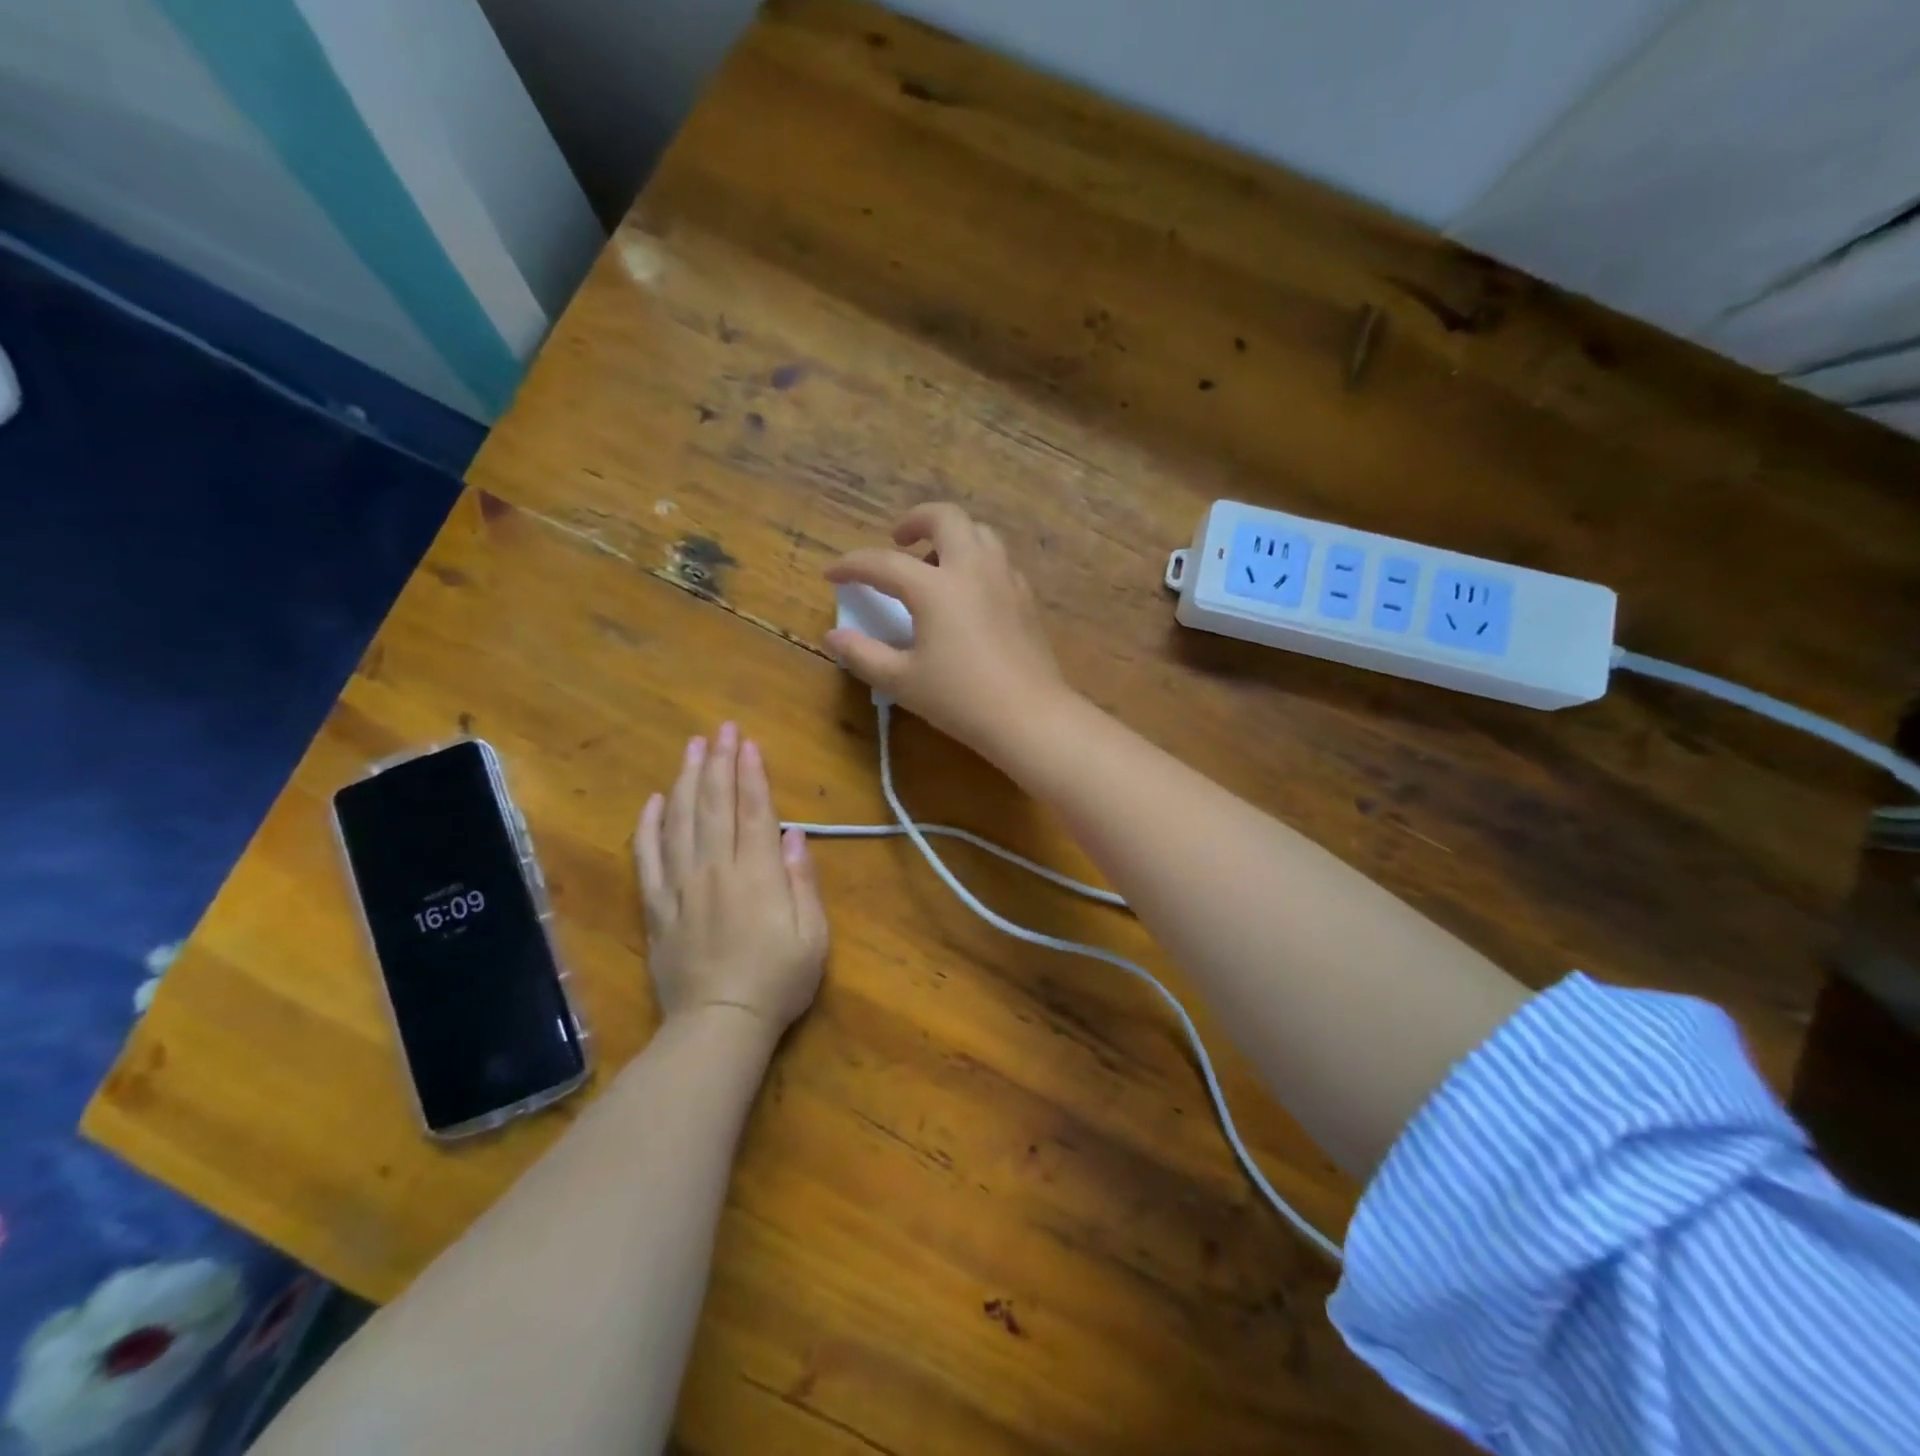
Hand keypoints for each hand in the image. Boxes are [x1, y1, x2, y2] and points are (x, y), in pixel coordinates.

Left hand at [634, 723, 828, 1035]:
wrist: (718, 1026)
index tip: (747, 742)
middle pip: (714, 805)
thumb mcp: (813, 935)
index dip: (751, 773)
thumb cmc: (777, 981)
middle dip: (719, 762)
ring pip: (680, 821)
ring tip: (691, 748)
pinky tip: (653, 801)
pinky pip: (647, 858)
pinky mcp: (656, 907)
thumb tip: (793, 834)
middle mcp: (715, 870)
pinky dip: (648, 826)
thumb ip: (803, 881)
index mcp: (757, 874)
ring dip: (686, 780)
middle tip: (720, 729)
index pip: (753, 810)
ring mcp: (680, 886)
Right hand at [824, 503, 1073, 765]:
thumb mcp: (901, 681)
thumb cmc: (960, 699)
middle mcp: (972, 569)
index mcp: (935, 588)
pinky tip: (968, 593)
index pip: (883, 563)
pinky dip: (976, 561)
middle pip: (945, 518)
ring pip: (979, 533)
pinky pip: (998, 561)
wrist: (1029, 716)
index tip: (832, 574)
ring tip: (934, 565)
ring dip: (951, 536)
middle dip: (915, 520)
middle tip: (898, 540)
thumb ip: (863, 654)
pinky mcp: (1026, 597)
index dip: (851, 565)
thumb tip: (834, 636)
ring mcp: (1005, 579)